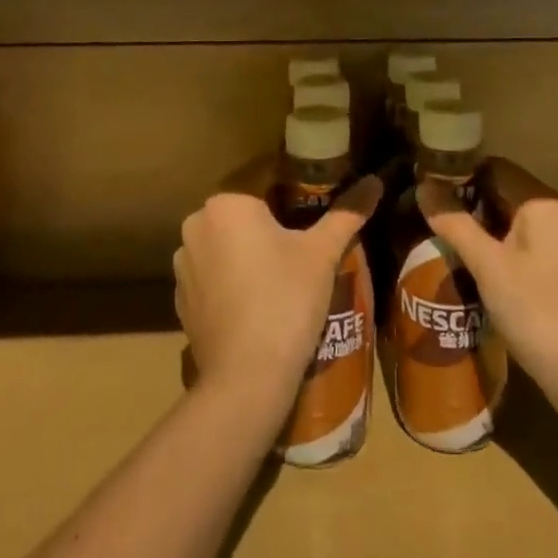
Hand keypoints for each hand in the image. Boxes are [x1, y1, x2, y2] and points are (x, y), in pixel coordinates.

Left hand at [174, 165, 381, 421]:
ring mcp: (184, 263)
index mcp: (227, 202)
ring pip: (226, 240)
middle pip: (243, 209)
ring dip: (248, 247)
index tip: (315, 201)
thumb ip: (347, 212)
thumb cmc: (286, 300)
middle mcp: (197, 223)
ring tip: (282, 269)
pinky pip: (213, 272)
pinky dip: (232, 277)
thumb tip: (375, 181)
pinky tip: (257, 297)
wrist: (245, 380)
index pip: (264, 176)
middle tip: (305, 236)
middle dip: (270, 217)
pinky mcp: (181, 298)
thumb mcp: (322, 253)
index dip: (293, 185)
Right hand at [417, 157, 557, 401]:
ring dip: (475, 227)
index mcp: (539, 202)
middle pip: (499, 192)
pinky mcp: (553, 270)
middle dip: (464, 201)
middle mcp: (551, 214)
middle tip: (425, 213)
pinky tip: (465, 265)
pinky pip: (515, 244)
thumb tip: (423, 187)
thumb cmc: (535, 310)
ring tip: (437, 237)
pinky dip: (490, 248)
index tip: (425, 185)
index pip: (493, 167)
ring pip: (505, 220)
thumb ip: (455, 223)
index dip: (458, 172)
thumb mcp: (488, 265)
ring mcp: (555, 243)